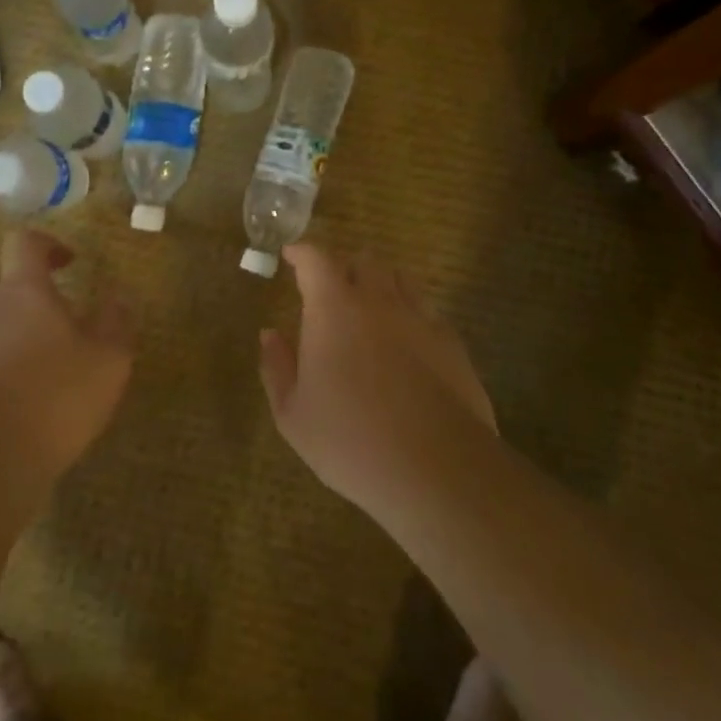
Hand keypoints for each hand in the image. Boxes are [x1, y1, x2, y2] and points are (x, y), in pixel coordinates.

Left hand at [0, 230, 133, 484]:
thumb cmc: (54, 399)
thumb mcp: (108, 362)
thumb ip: (116, 323)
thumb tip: (119, 296)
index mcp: (23, 290)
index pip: (24, 243)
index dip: (45, 245)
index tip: (67, 262)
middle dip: (7, 279)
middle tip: (34, 303)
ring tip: (10, 340)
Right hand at [259, 245, 494, 509]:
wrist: (437, 468)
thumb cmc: (351, 441)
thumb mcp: (293, 414)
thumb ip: (277, 367)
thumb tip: (269, 334)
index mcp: (333, 309)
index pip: (316, 260)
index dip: (302, 252)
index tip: (292, 255)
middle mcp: (377, 301)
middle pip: (363, 261)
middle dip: (343, 267)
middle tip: (331, 290)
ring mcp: (419, 318)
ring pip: (399, 279)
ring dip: (379, 283)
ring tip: (369, 307)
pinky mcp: (451, 342)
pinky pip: (426, 310)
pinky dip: (409, 313)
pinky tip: (405, 341)